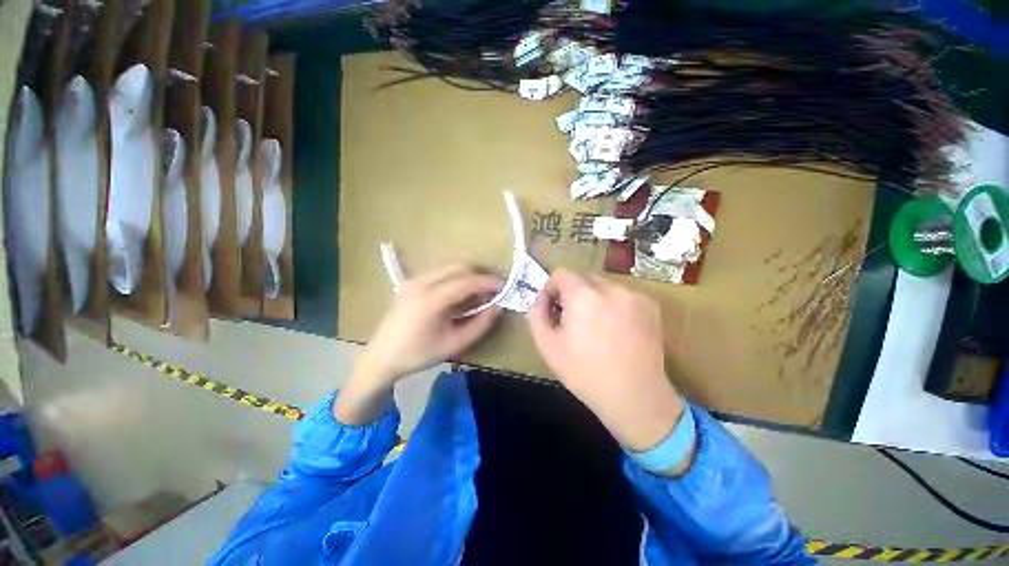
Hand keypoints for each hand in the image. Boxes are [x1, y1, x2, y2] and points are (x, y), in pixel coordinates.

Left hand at [334, 265, 500, 424]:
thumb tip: (498, 306)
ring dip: (468, 277)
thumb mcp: (455, 344)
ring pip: (450, 268)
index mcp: (429, 300)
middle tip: (492, 291)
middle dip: (480, 276)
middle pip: (459, 267)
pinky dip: (456, 280)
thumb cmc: (418, 355)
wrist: (381, 357)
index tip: (504, 287)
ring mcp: (413, 280)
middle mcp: (420, 283)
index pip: (466, 281)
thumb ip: (480, 324)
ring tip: (478, 295)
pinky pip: (441, 274)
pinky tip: (459, 296)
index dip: (488, 282)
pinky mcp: (410, 282)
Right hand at [527, 270, 684, 452]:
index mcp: (583, 295)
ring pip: (603, 286)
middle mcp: (611, 288)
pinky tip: (616, 330)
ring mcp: (634, 296)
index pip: (562, 273)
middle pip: (583, 278)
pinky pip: (622, 295)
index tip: (554, 308)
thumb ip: (536, 314)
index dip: (552, 288)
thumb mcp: (547, 345)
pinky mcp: (650, 306)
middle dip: (573, 293)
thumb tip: (541, 298)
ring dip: (593, 298)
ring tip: (596, 327)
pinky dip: (613, 305)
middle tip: (573, 320)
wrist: (635, 397)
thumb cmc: (584, 373)